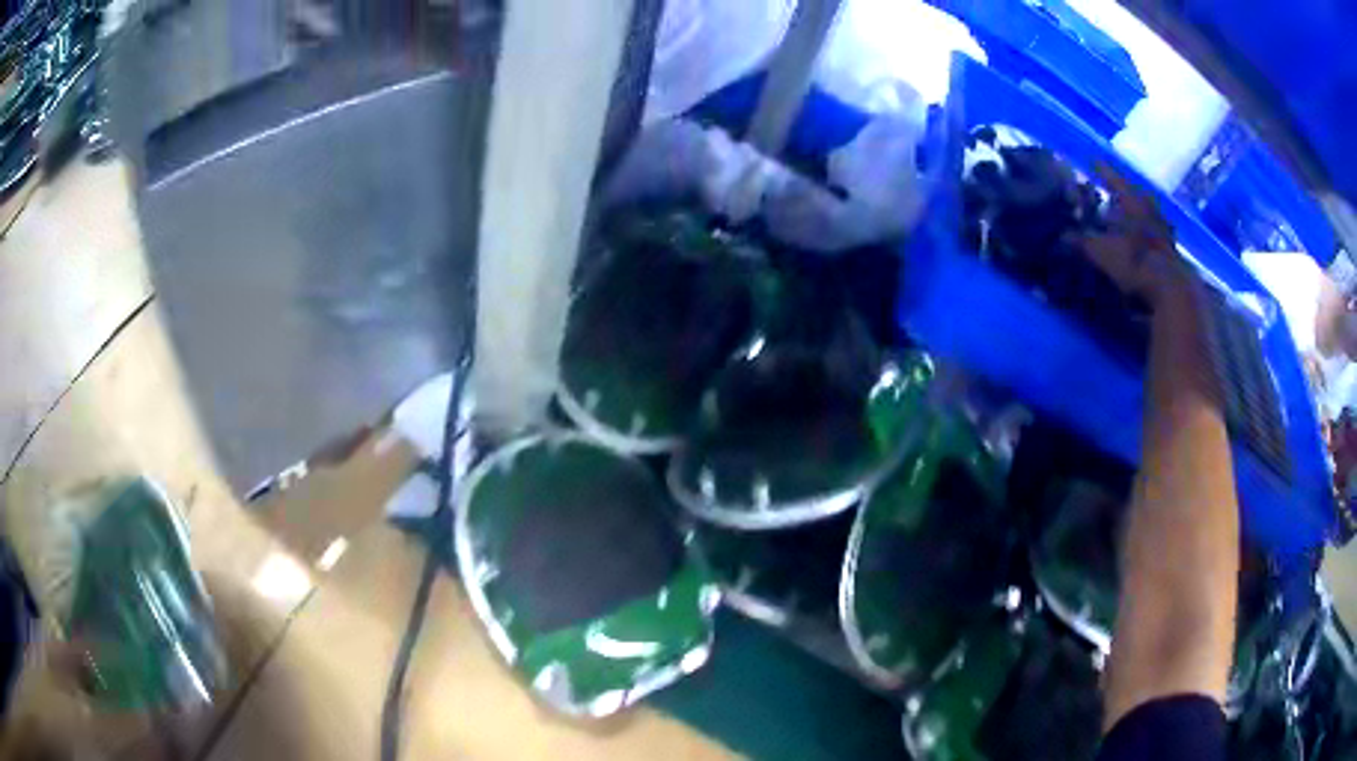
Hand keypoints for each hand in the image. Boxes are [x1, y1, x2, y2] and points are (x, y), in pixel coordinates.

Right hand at [1072, 163, 1185, 308]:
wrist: (1170, 290)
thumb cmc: (1134, 262)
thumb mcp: (1101, 252)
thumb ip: (1082, 242)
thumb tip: (1062, 235)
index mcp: (1132, 202)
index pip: (1114, 179)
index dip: (1103, 171)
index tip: (1094, 162)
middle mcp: (1148, 210)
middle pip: (1135, 196)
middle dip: (1123, 195)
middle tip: (1112, 195)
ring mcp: (1163, 231)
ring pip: (1146, 215)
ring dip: (1136, 216)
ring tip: (1125, 220)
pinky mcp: (1170, 252)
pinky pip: (1155, 235)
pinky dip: (1145, 236)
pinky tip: (1140, 244)